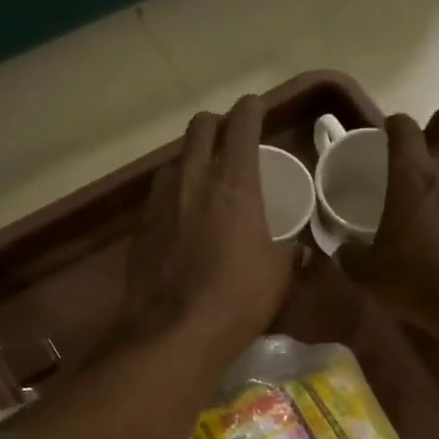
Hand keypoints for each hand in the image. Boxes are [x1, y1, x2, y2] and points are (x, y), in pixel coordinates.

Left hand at [122, 95, 295, 364]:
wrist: (175, 332)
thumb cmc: (239, 299)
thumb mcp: (278, 275)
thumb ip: (288, 252)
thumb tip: (298, 249)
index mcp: (234, 184)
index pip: (241, 126)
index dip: (251, 110)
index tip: (255, 106)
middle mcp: (193, 181)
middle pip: (199, 129)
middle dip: (215, 124)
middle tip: (227, 136)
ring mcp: (161, 203)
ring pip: (174, 160)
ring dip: (189, 159)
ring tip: (200, 178)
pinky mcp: (140, 228)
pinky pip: (157, 196)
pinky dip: (172, 194)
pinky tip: (179, 216)